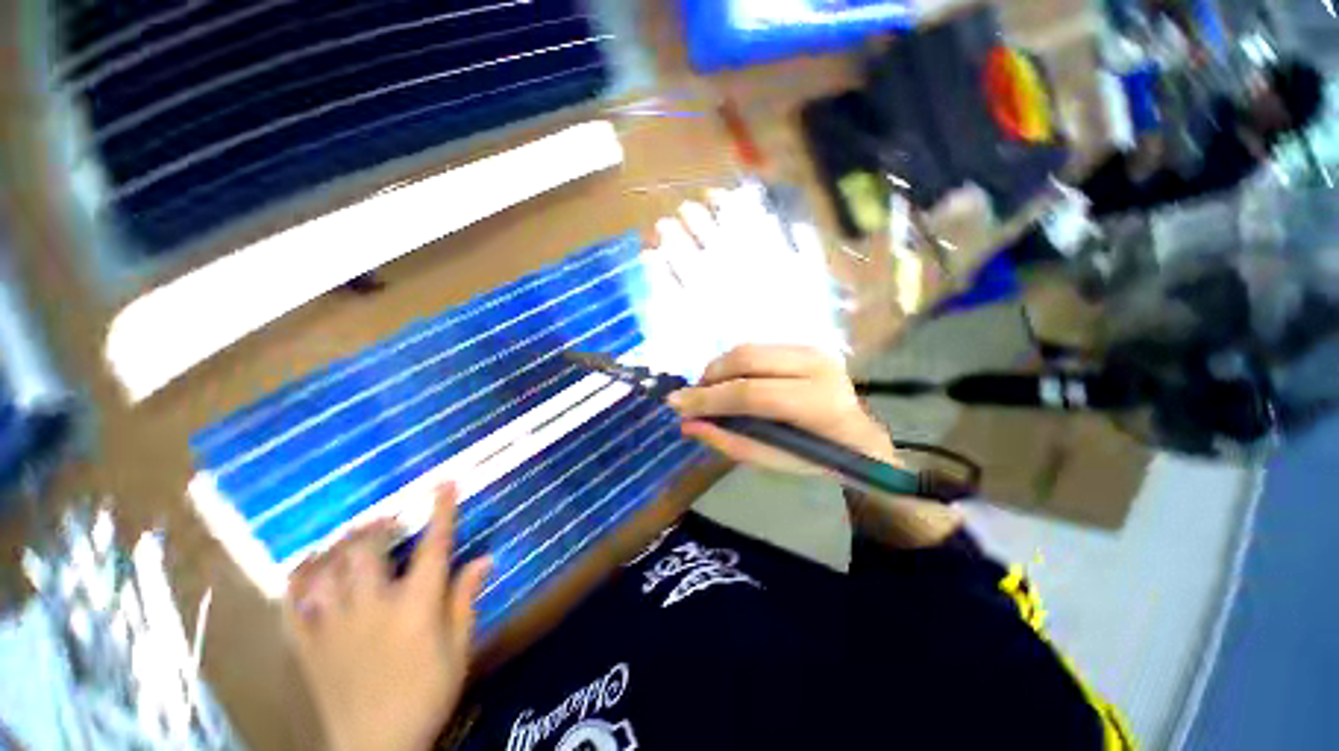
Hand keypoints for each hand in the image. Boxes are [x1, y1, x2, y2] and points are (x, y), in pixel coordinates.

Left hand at [285, 485, 491, 750]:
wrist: (375, 747)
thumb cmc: (426, 695)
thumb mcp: (458, 650)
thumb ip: (465, 600)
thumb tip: (484, 558)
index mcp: (415, 607)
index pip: (433, 547)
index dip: (441, 511)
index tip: (444, 483)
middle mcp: (372, 607)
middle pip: (367, 551)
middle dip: (378, 525)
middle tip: (387, 518)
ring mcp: (333, 626)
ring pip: (328, 570)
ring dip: (341, 545)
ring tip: (352, 536)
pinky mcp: (307, 645)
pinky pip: (292, 604)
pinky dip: (297, 579)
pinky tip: (307, 566)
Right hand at [668, 345, 898, 475]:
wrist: (858, 438)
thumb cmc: (816, 458)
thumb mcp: (771, 460)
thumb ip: (728, 440)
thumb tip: (687, 423)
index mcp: (817, 404)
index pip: (751, 393)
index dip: (709, 399)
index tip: (675, 404)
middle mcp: (818, 367)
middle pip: (747, 359)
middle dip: (710, 376)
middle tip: (691, 397)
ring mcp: (814, 350)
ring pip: (749, 348)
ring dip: (720, 368)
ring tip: (708, 391)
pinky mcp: (807, 345)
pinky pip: (758, 349)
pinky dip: (735, 364)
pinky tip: (729, 381)